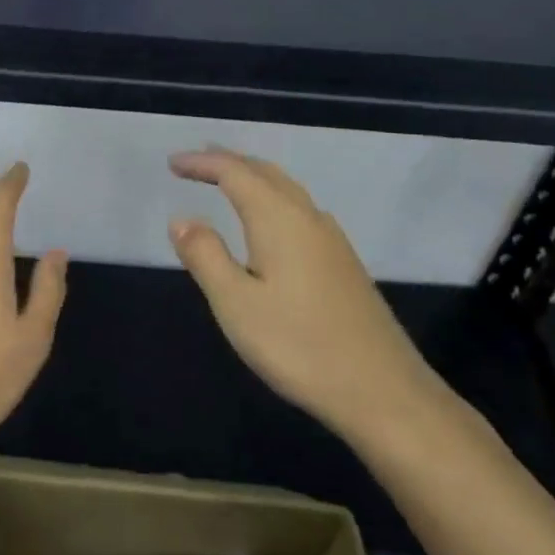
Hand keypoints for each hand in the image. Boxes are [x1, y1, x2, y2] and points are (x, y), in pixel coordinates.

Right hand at [168, 148, 444, 443]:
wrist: (383, 391)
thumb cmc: (298, 345)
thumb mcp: (235, 303)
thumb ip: (205, 255)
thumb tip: (182, 219)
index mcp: (279, 219)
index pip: (235, 173)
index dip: (202, 163)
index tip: (172, 163)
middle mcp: (308, 218)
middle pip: (265, 173)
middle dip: (228, 162)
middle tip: (195, 163)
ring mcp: (332, 241)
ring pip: (286, 190)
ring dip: (252, 179)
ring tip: (226, 183)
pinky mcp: (344, 264)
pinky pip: (299, 211)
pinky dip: (272, 200)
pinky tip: (269, 224)